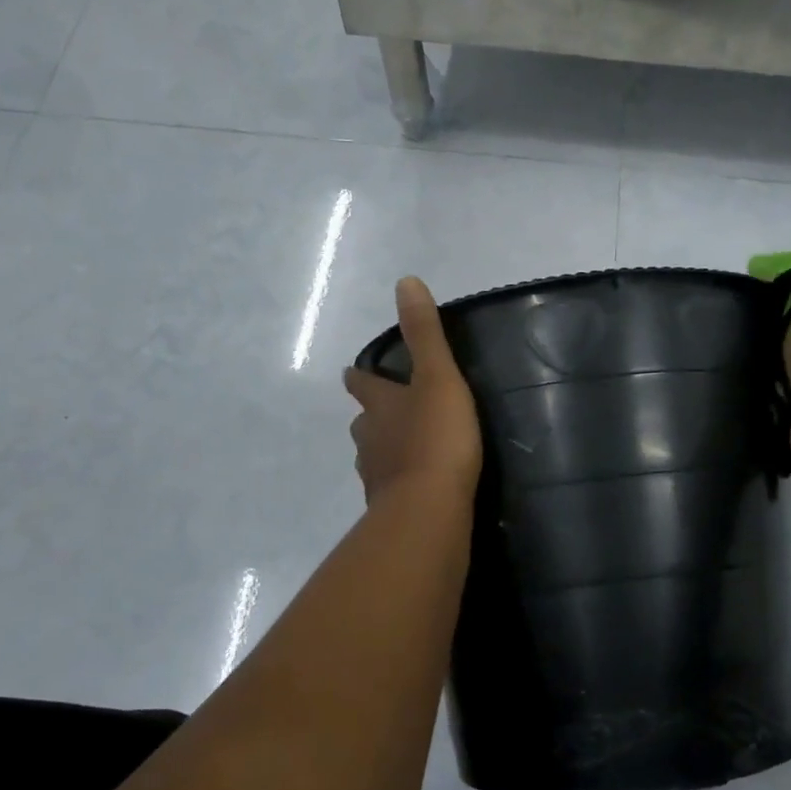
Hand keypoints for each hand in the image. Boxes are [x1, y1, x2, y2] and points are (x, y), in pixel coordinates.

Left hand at [343, 277, 482, 504]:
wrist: (429, 507)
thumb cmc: (436, 437)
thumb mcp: (437, 377)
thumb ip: (424, 334)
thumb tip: (405, 282)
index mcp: (379, 405)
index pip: (362, 384)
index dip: (359, 376)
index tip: (353, 372)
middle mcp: (370, 438)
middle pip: (362, 422)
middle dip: (370, 414)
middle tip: (383, 411)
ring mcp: (376, 476)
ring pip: (372, 455)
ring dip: (382, 448)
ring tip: (400, 448)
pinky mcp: (389, 507)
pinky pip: (390, 487)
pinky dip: (397, 481)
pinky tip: (412, 486)